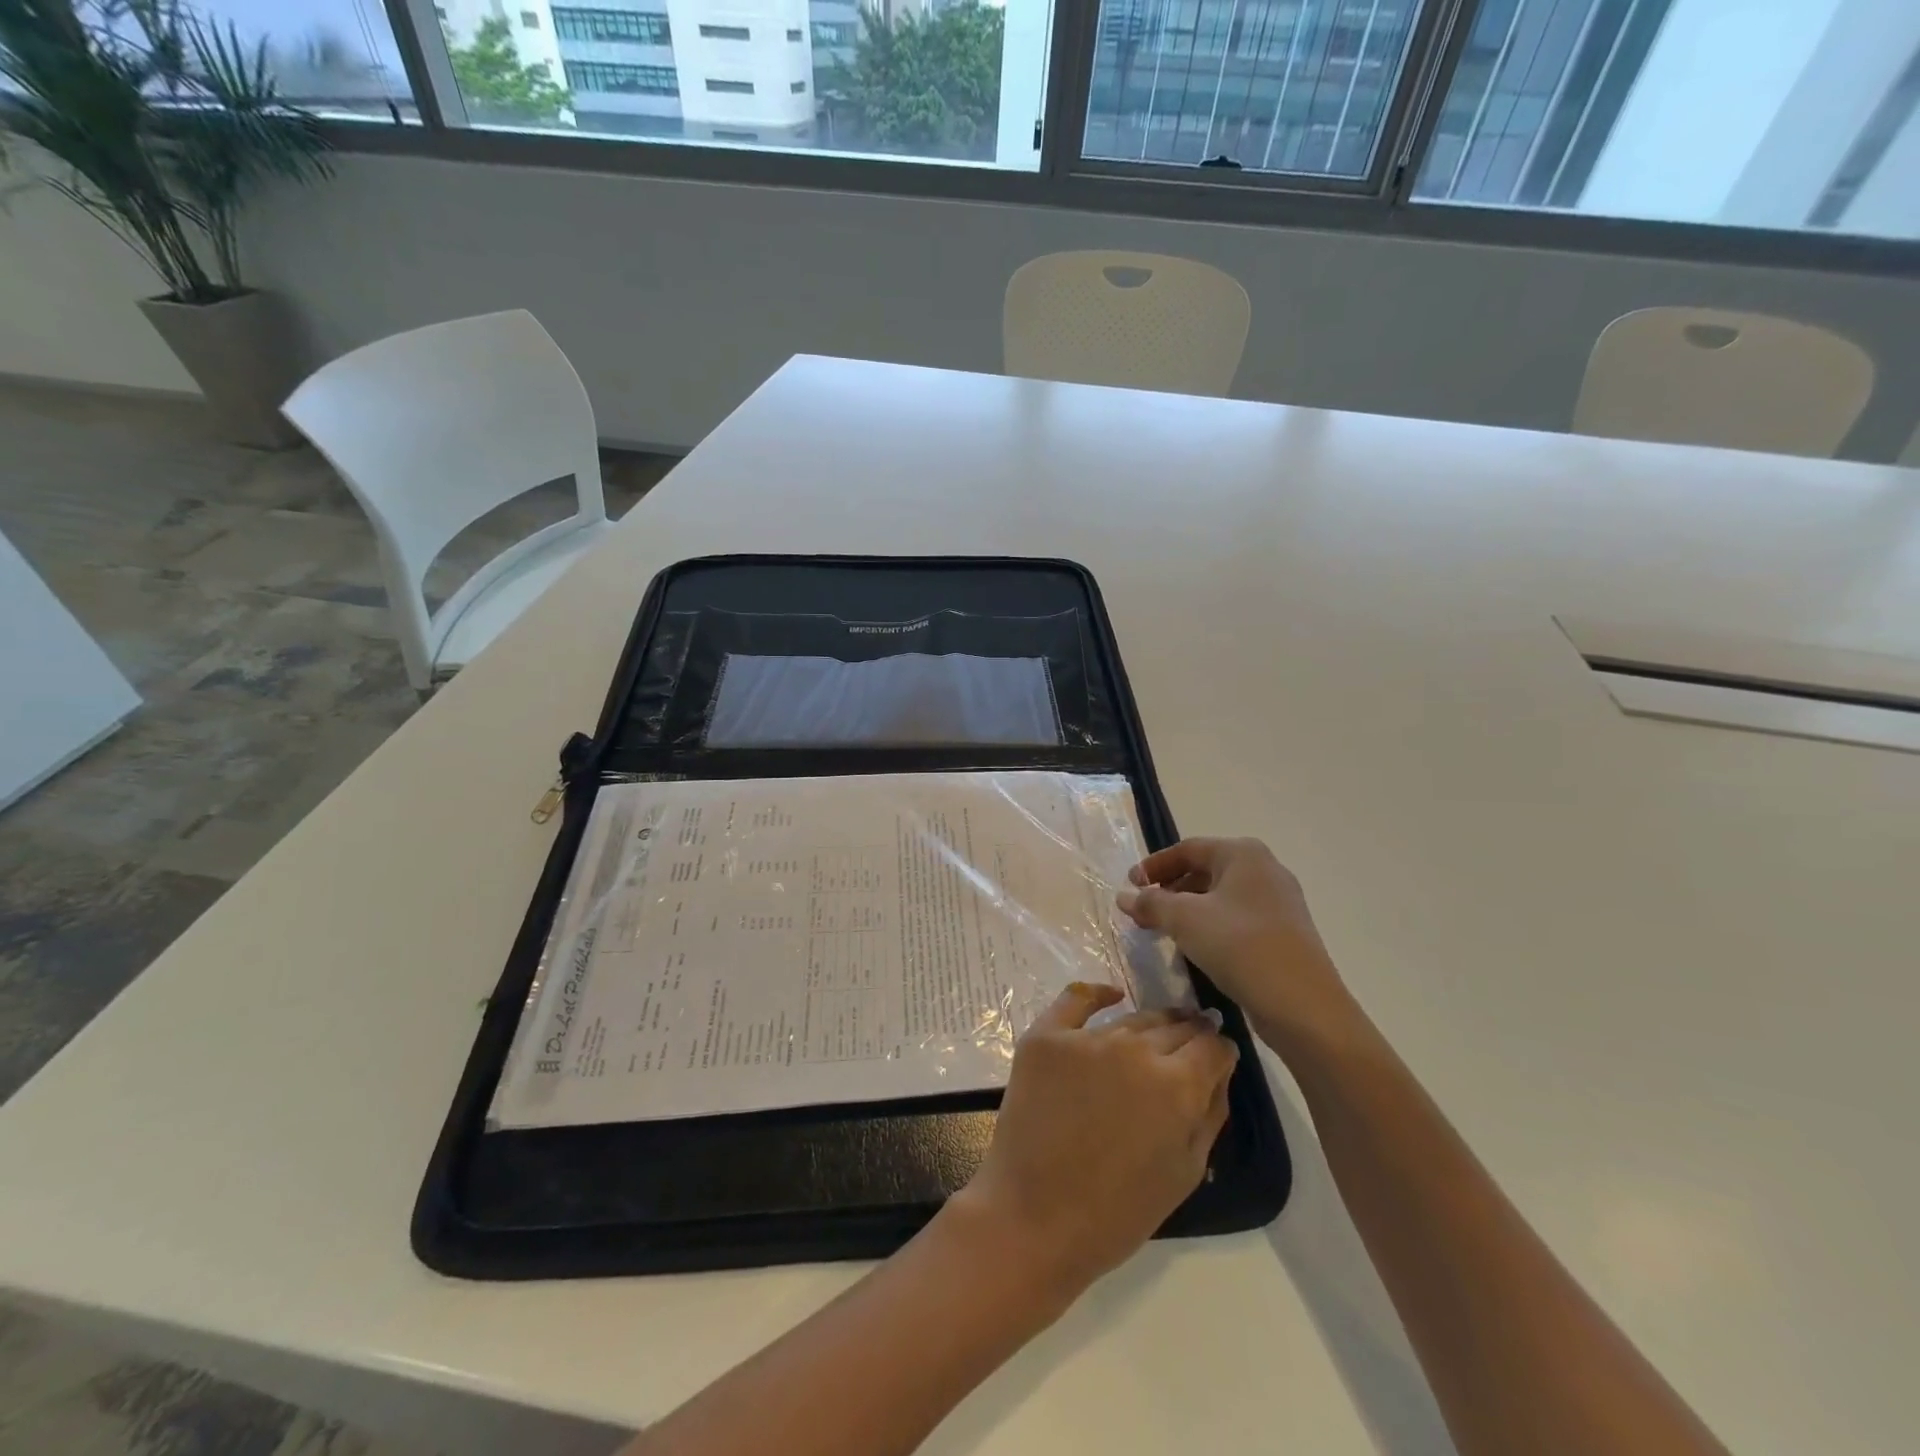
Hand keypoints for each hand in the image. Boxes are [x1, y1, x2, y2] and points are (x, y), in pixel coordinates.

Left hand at [952, 982, 1237, 1303]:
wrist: (1035, 1218)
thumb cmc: (1118, 1211)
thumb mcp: (1186, 1171)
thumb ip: (1210, 1112)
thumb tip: (1219, 1068)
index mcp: (1176, 1085)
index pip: (1213, 1046)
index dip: (1220, 1052)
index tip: (1218, 1058)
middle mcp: (1134, 1048)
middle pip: (1174, 1028)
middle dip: (1189, 1035)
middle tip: (1191, 1043)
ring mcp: (1086, 1038)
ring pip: (1132, 1019)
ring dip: (1149, 1026)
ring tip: (1155, 1035)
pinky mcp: (1046, 1037)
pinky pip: (1076, 999)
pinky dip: (1098, 994)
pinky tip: (1112, 995)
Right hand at [1117, 838, 1359, 1055]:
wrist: (1303, 1005)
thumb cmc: (1240, 947)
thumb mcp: (1185, 920)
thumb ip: (1151, 903)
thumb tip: (1124, 896)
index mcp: (1243, 854)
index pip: (1187, 849)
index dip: (1153, 866)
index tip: (1129, 886)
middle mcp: (1265, 869)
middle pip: (1204, 871)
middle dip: (1169, 890)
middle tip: (1143, 913)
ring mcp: (1279, 902)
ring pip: (1220, 897)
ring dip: (1187, 911)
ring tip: (1163, 933)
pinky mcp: (1284, 932)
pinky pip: (1237, 919)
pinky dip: (1210, 927)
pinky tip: (1196, 950)